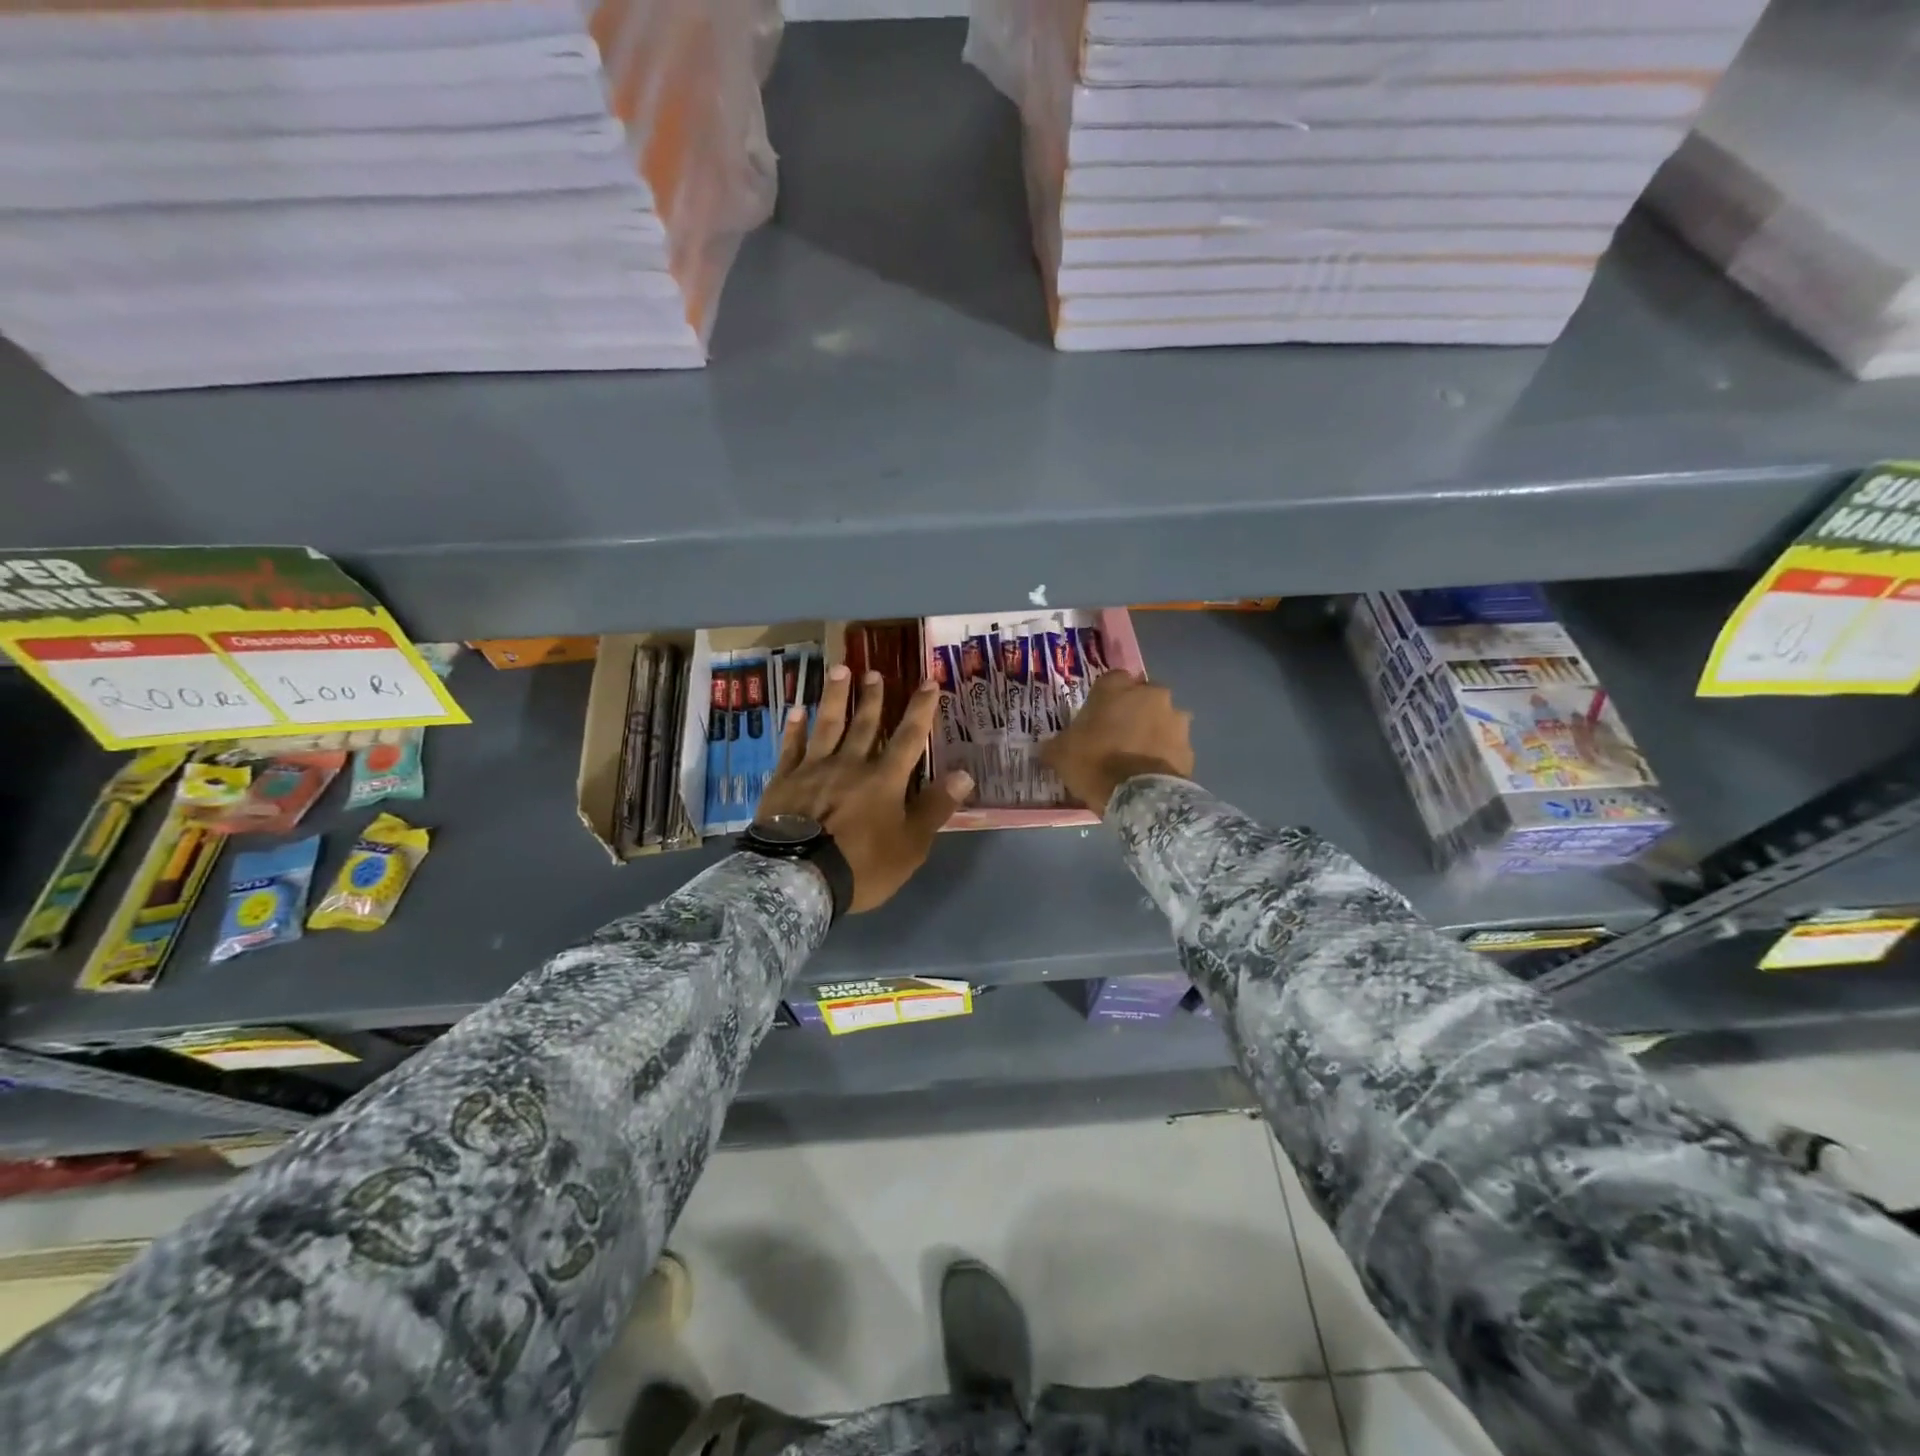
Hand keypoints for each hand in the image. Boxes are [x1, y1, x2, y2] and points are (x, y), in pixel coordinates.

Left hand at [756, 666, 974, 912]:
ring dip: (834, 697)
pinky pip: (791, 748)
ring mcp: (814, 769)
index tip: (928, 682)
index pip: (909, 737)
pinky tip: (795, 710)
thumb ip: (935, 808)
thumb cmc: (862, 865)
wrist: (798, 878)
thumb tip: (964, 774)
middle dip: (872, 698)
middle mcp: (850, 764)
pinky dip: (794, 729)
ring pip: (827, 725)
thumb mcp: (911, 845)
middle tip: (875, 672)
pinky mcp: (784, 781)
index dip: (920, 709)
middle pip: (864, 724)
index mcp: (884, 780)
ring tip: (839, 671)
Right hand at [1039, 670, 1193, 814]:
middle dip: (1132, 711)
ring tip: (1137, 756)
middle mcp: (1151, 694)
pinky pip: (1173, 744)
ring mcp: (1175, 718)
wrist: (1141, 798)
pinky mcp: (1189, 745)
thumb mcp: (1061, 754)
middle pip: (1141, 696)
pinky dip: (1164, 753)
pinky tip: (1151, 771)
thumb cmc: (1095, 764)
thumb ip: (1055, 745)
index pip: (1111, 680)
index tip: (1095, 718)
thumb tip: (1045, 748)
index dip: (1103, 699)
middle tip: (1117, 736)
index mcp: (1117, 687)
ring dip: (1152, 730)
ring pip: (1161, 718)